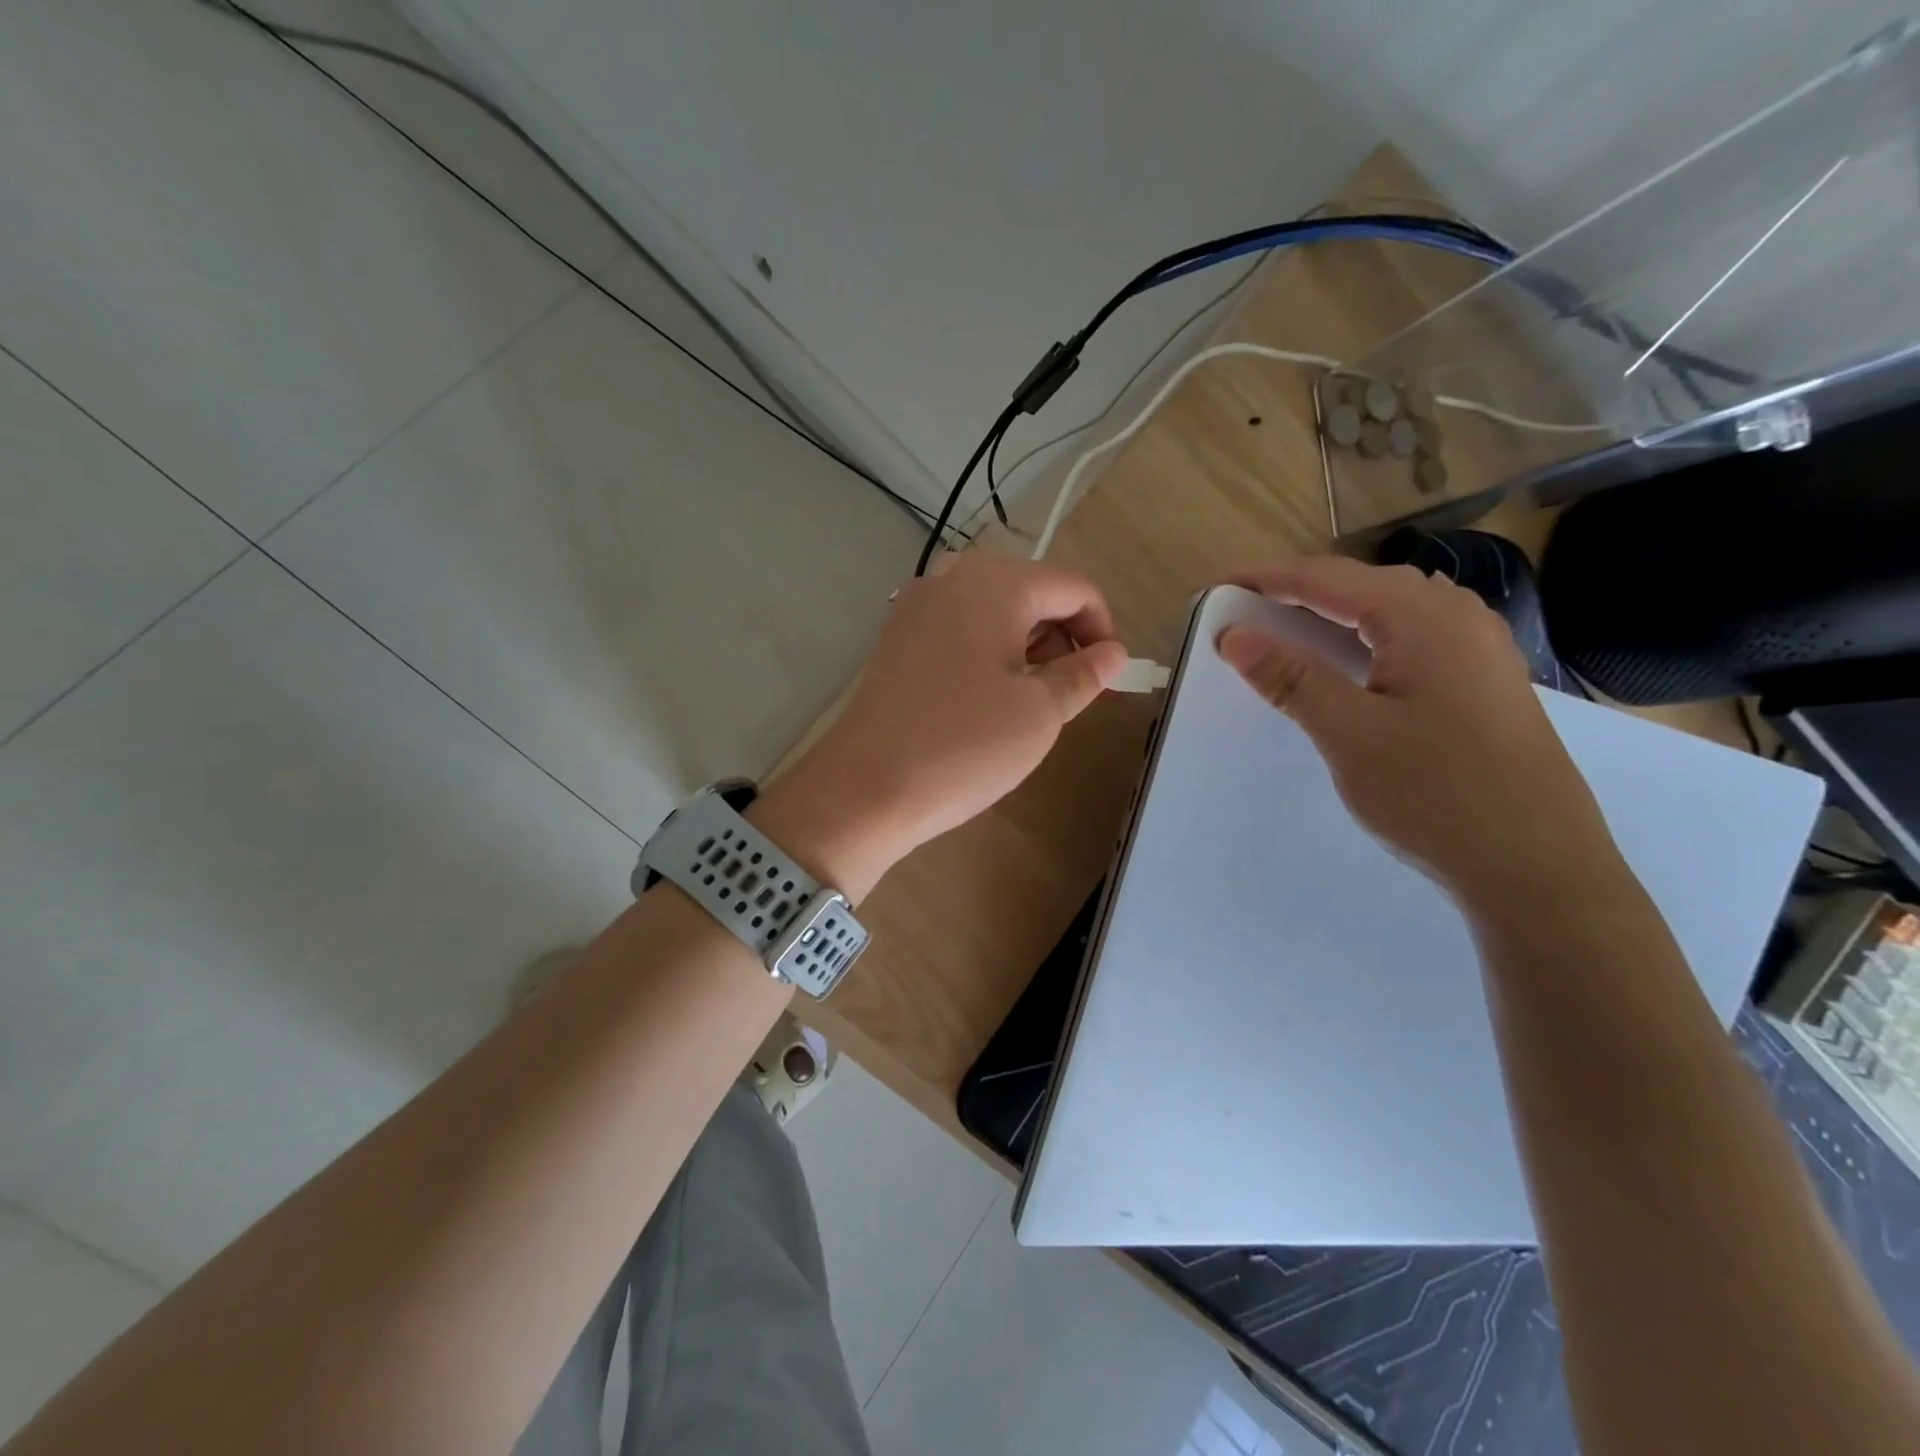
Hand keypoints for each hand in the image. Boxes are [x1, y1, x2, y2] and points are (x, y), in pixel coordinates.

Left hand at [756, 553, 1128, 899]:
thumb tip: (1113, 653)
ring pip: (995, 611)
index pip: (1073, 587)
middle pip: (1031, 592)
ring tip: (1029, 702)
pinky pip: (960, 628)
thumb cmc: (964, 745)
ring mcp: (917, 605)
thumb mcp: (1040, 713)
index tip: (1109, 676)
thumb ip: (1084, 674)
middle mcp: (952, 577)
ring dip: (1026, 647)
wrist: (865, 786)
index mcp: (995, 583)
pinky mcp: (897, 636)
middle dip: (1062, 638)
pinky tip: (986, 699)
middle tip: (1070, 695)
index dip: (1102, 629)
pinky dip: (988, 652)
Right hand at [1217, 556, 1620, 911]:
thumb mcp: (1350, 734)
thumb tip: (1235, 635)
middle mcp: (1458, 618)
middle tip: (1245, 612)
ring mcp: (1479, 650)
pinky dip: (1365, 640)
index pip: (1329, 578)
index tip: (1218, 588)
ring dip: (1333, 615)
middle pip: (1362, 585)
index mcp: (1425, 618)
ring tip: (1286, 632)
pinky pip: (1412, 639)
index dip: (1268, 578)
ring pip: (1391, 611)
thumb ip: (1292, 677)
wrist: (1538, 868)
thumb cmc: (1437, 794)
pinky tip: (1350, 665)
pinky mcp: (1484, 683)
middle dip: (1298, 592)